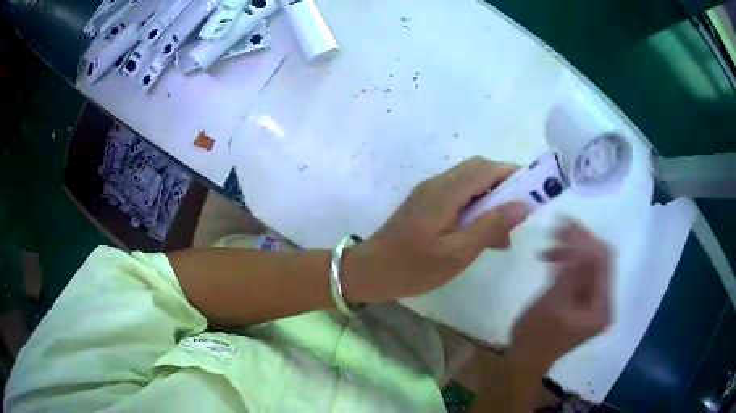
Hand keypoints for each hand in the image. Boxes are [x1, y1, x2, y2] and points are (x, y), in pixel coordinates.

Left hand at [344, 157, 528, 303]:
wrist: (368, 273)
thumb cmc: (412, 268)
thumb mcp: (457, 253)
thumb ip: (490, 227)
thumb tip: (522, 205)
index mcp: (446, 191)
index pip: (486, 168)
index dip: (512, 174)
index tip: (534, 192)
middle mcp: (437, 184)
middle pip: (478, 172)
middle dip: (504, 188)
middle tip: (519, 215)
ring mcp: (429, 194)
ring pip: (469, 185)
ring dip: (490, 201)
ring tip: (503, 234)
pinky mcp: (425, 205)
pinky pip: (457, 198)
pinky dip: (475, 210)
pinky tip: (481, 236)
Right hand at [509, 221, 611, 373]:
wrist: (525, 361)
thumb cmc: (535, 336)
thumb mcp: (553, 302)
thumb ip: (570, 271)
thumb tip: (580, 238)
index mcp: (602, 307)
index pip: (603, 261)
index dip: (586, 239)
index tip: (563, 223)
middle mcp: (605, 303)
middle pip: (600, 260)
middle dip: (579, 242)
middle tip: (556, 228)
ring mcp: (596, 303)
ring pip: (591, 265)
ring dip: (572, 251)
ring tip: (550, 245)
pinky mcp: (585, 303)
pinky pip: (582, 274)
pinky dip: (569, 263)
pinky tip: (553, 259)